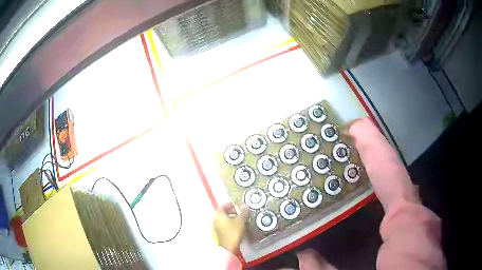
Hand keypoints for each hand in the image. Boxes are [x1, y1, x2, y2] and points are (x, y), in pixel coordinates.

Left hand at [213, 202, 248, 253]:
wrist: (229, 247)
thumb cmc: (234, 231)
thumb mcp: (241, 220)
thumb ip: (243, 212)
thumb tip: (245, 205)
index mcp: (219, 215)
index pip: (223, 206)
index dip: (230, 204)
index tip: (238, 205)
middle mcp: (216, 220)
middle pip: (223, 212)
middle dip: (232, 211)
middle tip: (241, 211)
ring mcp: (217, 227)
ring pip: (224, 219)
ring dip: (232, 217)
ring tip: (242, 219)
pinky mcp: (220, 233)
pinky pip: (225, 224)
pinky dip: (231, 223)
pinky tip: (239, 226)